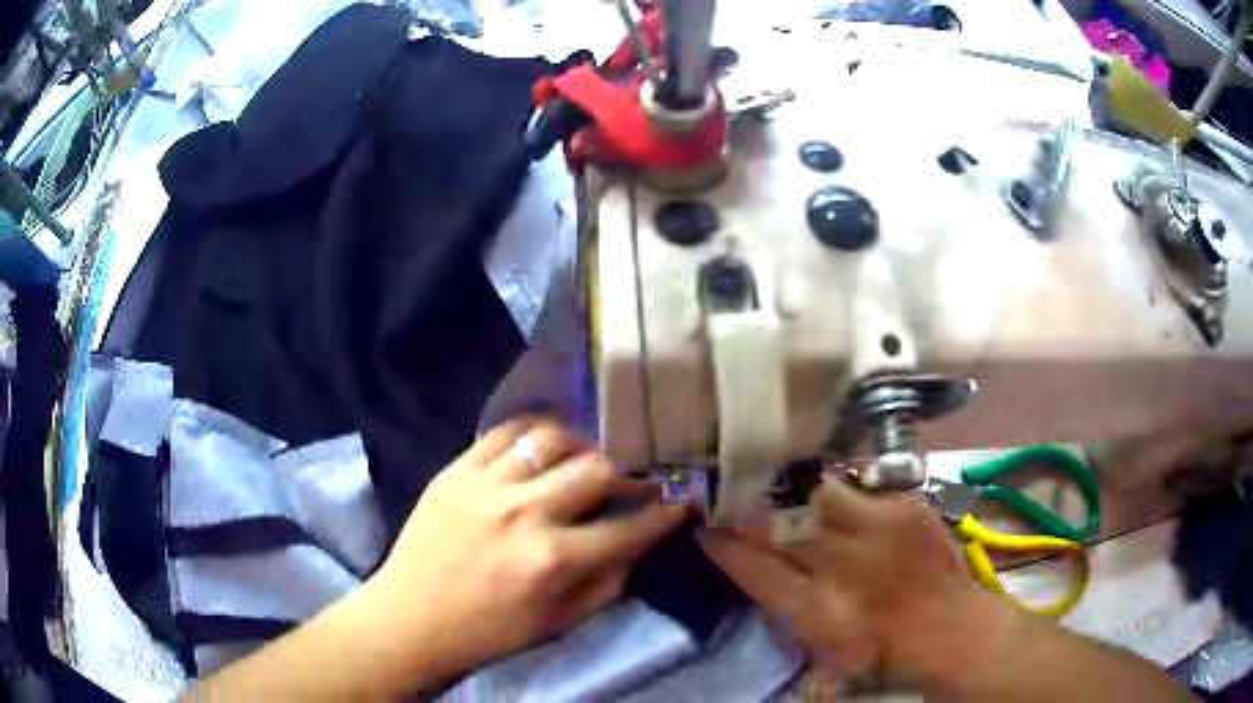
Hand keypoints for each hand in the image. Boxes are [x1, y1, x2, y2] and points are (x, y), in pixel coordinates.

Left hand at [366, 416, 687, 687]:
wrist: (411, 617)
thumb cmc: (490, 631)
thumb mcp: (560, 623)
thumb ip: (608, 582)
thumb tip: (637, 542)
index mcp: (553, 561)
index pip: (628, 527)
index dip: (664, 513)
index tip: (681, 500)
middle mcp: (524, 513)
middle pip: (597, 469)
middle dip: (630, 472)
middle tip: (637, 477)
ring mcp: (485, 485)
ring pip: (551, 439)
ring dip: (582, 445)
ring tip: (588, 457)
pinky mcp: (455, 470)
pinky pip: (503, 432)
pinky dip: (532, 432)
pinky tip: (543, 443)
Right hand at [697, 477, 1015, 686]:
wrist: (953, 630)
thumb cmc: (884, 653)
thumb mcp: (825, 649)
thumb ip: (788, 610)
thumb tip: (758, 571)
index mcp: (818, 610)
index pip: (755, 569)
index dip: (726, 546)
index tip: (706, 529)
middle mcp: (845, 564)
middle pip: (781, 526)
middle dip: (752, 514)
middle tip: (740, 506)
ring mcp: (879, 529)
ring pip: (820, 497)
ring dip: (806, 506)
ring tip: (807, 512)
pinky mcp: (907, 509)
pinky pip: (863, 493)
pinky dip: (851, 506)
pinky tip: (858, 519)